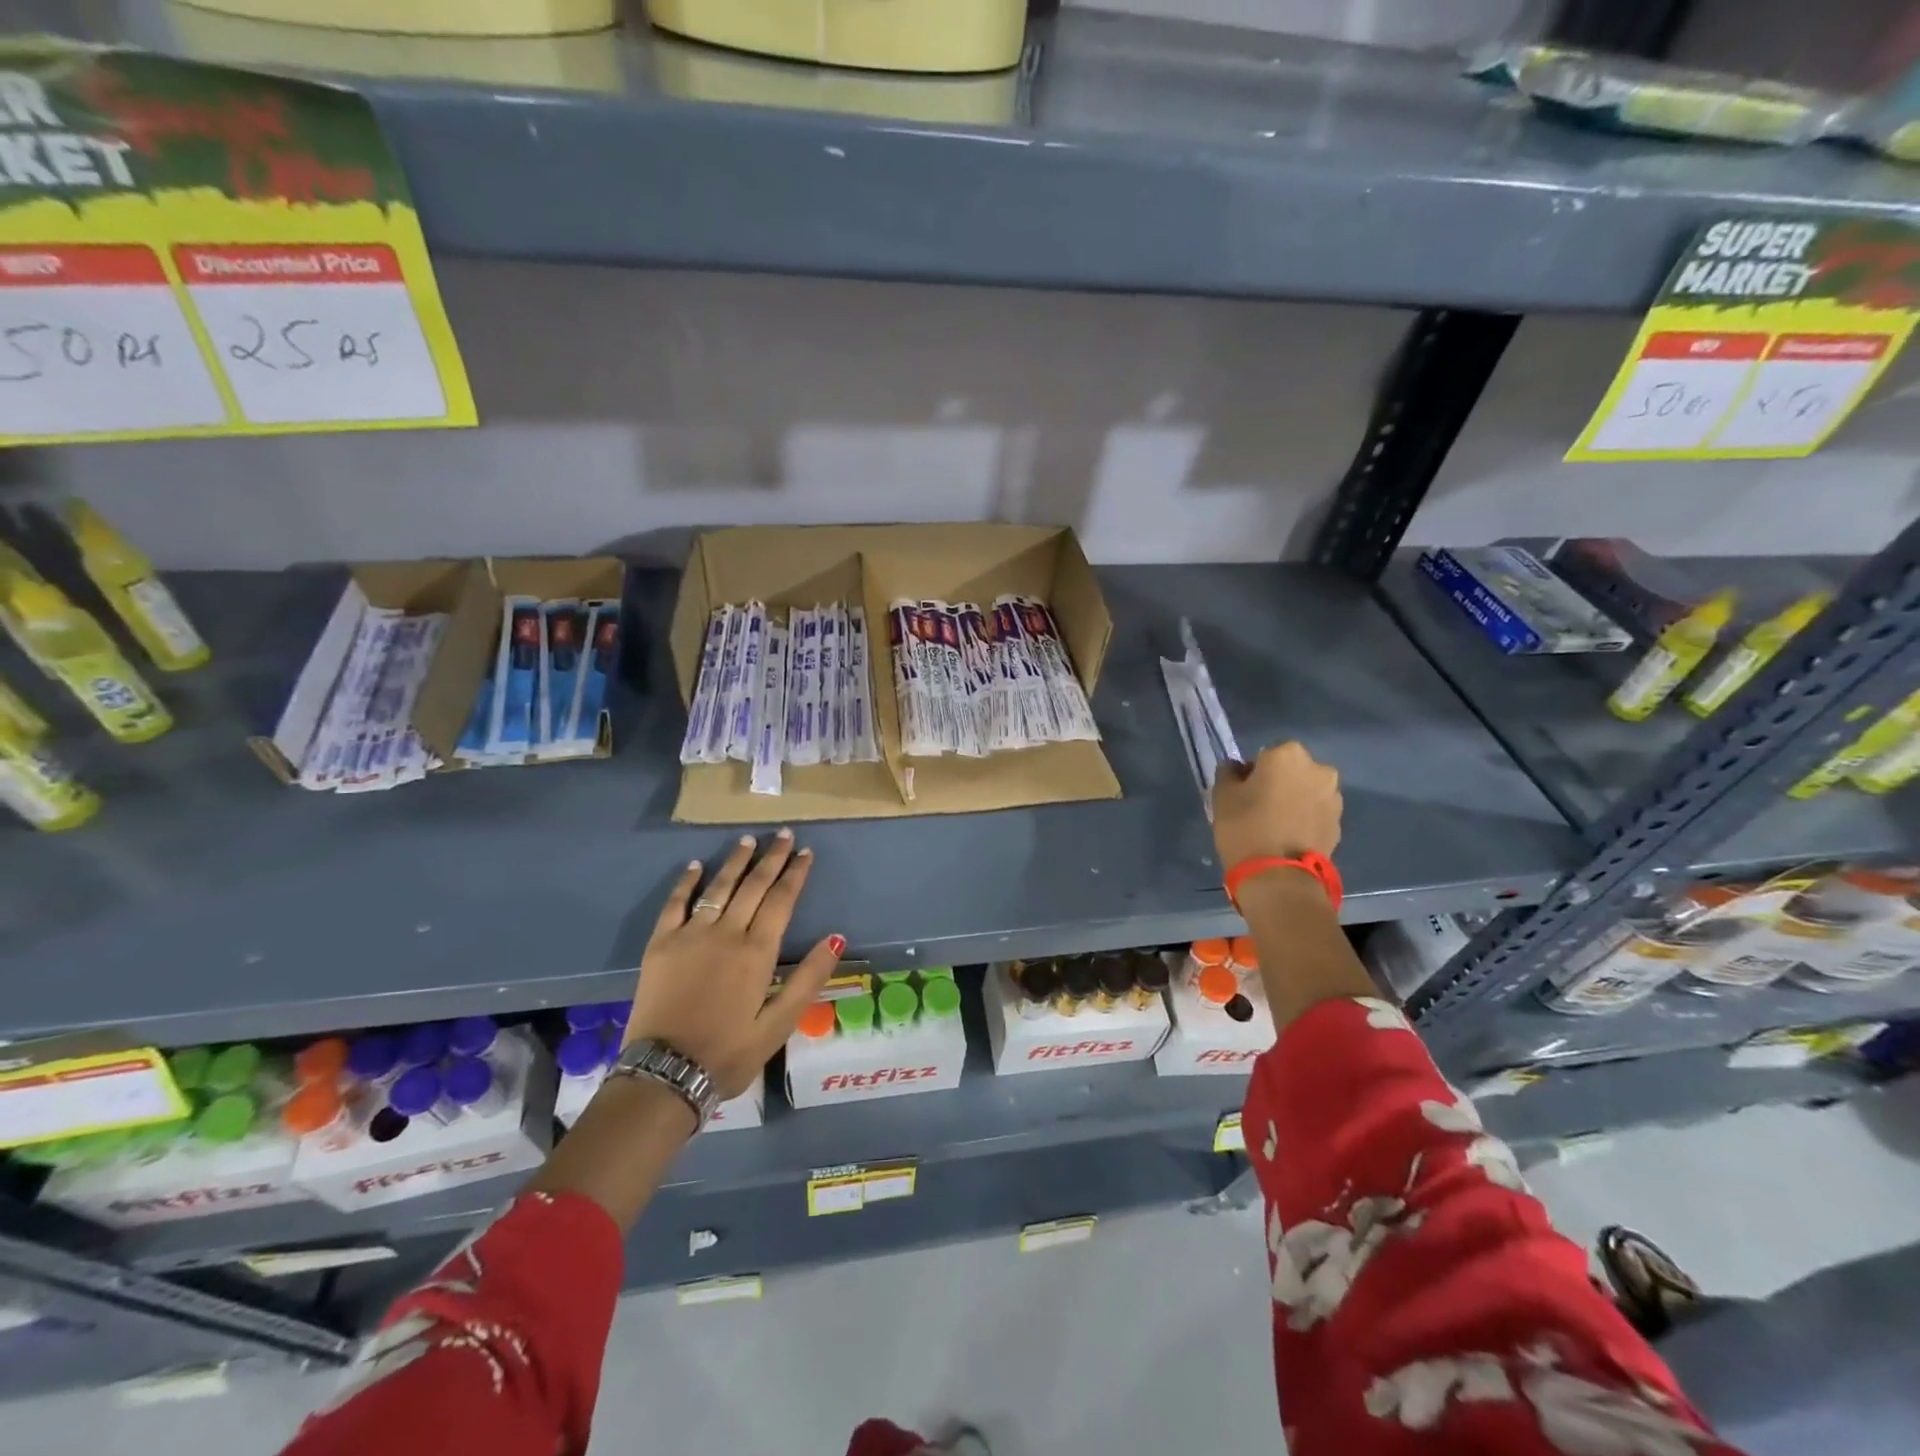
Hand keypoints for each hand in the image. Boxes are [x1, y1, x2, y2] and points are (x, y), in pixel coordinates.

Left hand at [623, 829, 843, 1098]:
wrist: (665, 1074)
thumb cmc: (729, 1053)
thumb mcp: (780, 1024)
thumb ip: (809, 978)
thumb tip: (836, 937)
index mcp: (757, 952)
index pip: (782, 900)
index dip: (795, 874)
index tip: (805, 851)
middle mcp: (726, 933)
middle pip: (753, 886)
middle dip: (771, 858)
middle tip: (782, 834)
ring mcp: (690, 935)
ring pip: (718, 887)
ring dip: (735, 862)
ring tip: (748, 840)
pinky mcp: (661, 944)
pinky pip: (675, 904)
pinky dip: (687, 882)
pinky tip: (695, 865)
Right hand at [1211, 741, 1341, 870]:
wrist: (1279, 876)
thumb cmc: (1245, 827)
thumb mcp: (1222, 796)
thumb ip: (1229, 773)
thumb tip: (1237, 768)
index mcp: (1288, 754)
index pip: (1266, 754)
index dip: (1253, 772)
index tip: (1244, 792)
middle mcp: (1318, 769)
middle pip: (1292, 770)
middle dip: (1279, 783)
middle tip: (1259, 807)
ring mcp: (1333, 797)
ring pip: (1307, 791)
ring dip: (1295, 800)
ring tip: (1275, 825)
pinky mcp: (1339, 824)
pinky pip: (1316, 813)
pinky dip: (1305, 819)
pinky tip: (1289, 837)